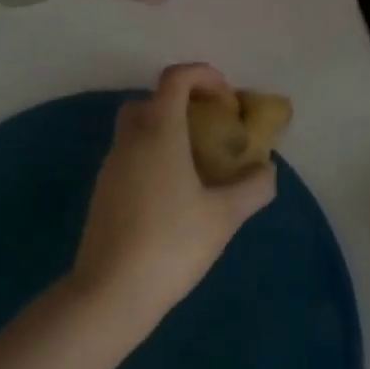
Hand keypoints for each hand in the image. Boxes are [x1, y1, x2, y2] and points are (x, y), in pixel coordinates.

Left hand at [70, 64, 276, 333]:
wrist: (110, 294)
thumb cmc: (171, 245)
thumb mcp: (224, 217)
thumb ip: (252, 187)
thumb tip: (267, 170)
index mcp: (160, 132)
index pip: (175, 79)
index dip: (202, 75)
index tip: (226, 97)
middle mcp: (131, 140)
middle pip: (150, 100)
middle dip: (180, 102)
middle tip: (208, 127)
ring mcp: (111, 166)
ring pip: (136, 129)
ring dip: (165, 130)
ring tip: (195, 163)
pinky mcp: (102, 192)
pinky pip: (129, 156)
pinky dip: (151, 156)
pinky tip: (172, 193)